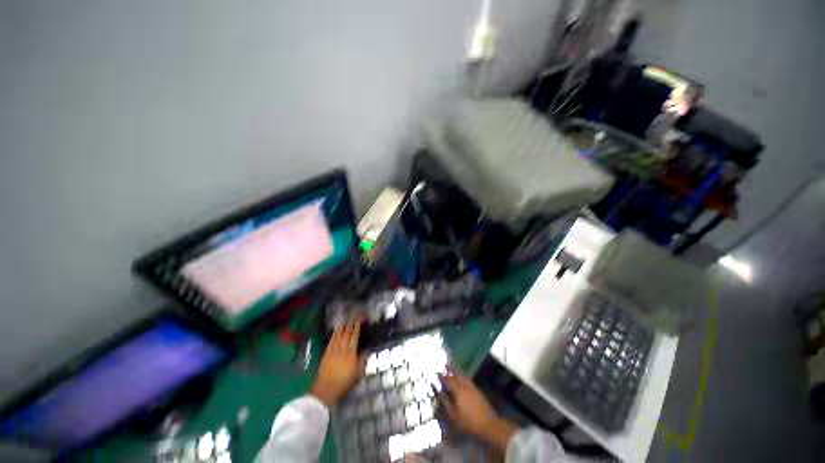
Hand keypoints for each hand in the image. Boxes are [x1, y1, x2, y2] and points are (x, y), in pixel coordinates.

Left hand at [310, 321, 366, 407]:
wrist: (326, 389)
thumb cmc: (344, 382)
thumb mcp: (358, 373)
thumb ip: (363, 361)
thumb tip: (368, 351)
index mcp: (351, 352)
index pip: (354, 336)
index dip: (357, 327)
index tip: (359, 320)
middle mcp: (342, 348)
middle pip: (347, 333)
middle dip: (350, 324)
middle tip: (353, 317)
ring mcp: (333, 350)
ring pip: (338, 335)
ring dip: (342, 327)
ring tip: (345, 320)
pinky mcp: (326, 353)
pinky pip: (331, 340)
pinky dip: (334, 334)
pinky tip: (336, 331)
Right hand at [439, 370, 518, 452]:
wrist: (488, 423)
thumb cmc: (468, 421)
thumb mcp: (454, 415)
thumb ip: (445, 402)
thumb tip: (438, 391)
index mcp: (458, 390)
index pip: (448, 380)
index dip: (441, 376)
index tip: (436, 372)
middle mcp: (464, 385)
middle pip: (456, 374)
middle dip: (449, 368)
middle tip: (444, 364)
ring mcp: (471, 386)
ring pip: (462, 374)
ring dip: (456, 369)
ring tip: (451, 366)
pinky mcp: (476, 388)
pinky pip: (467, 377)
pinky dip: (462, 374)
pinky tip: (461, 375)